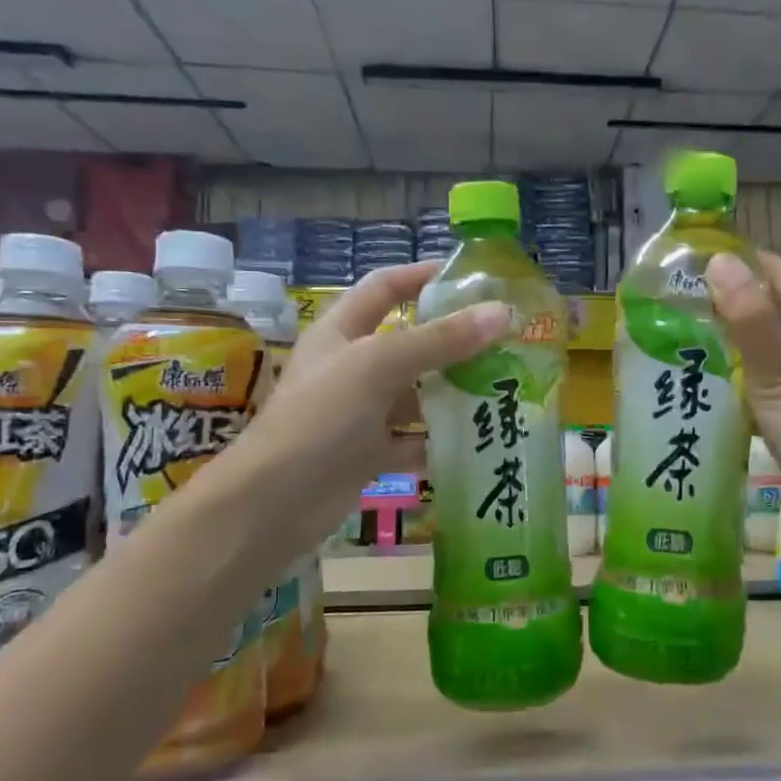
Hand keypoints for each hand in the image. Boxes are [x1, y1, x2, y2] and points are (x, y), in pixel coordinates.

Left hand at [239, 262, 508, 549]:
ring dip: (453, 393)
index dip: (421, 276)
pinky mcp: (370, 453)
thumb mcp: (378, 366)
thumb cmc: (320, 418)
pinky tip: (478, 439)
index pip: (384, 288)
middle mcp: (352, 368)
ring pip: (416, 395)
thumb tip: (502, 313)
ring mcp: (361, 413)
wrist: (274, 504)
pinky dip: (441, 440)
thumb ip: (440, 340)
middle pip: (409, 343)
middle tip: (505, 340)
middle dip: (454, 341)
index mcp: (342, 332)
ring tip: (503, 389)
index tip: (470, 277)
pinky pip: (414, 440)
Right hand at [707, 251, 780, 552]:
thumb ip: (748, 316)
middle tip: (681, 299)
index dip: (744, 263)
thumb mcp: (777, 368)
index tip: (696, 261)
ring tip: (687, 331)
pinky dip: (745, 367)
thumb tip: (720, 261)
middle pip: (778, 306)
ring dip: (736, 335)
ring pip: (773, 341)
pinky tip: (714, 374)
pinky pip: (772, 371)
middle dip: (734, 299)